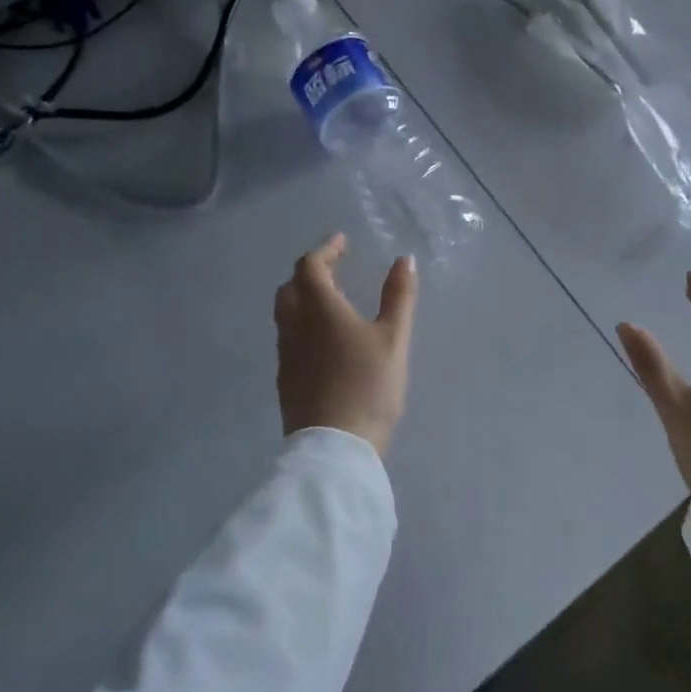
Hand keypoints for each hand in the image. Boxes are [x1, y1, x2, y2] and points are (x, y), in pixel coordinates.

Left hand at [275, 234, 418, 454]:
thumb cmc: (368, 386)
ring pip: (286, 314)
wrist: (334, 448)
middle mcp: (295, 326)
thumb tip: (404, 259)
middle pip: (291, 287)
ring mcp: (286, 355)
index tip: (342, 242)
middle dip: (311, 272)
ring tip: (331, 302)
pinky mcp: (286, 380)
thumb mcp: (394, 339)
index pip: (310, 266)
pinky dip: (303, 324)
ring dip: (303, 298)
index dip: (325, 250)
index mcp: (320, 309)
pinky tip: (324, 341)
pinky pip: (288, 338)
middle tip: (336, 269)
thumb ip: (399, 296)